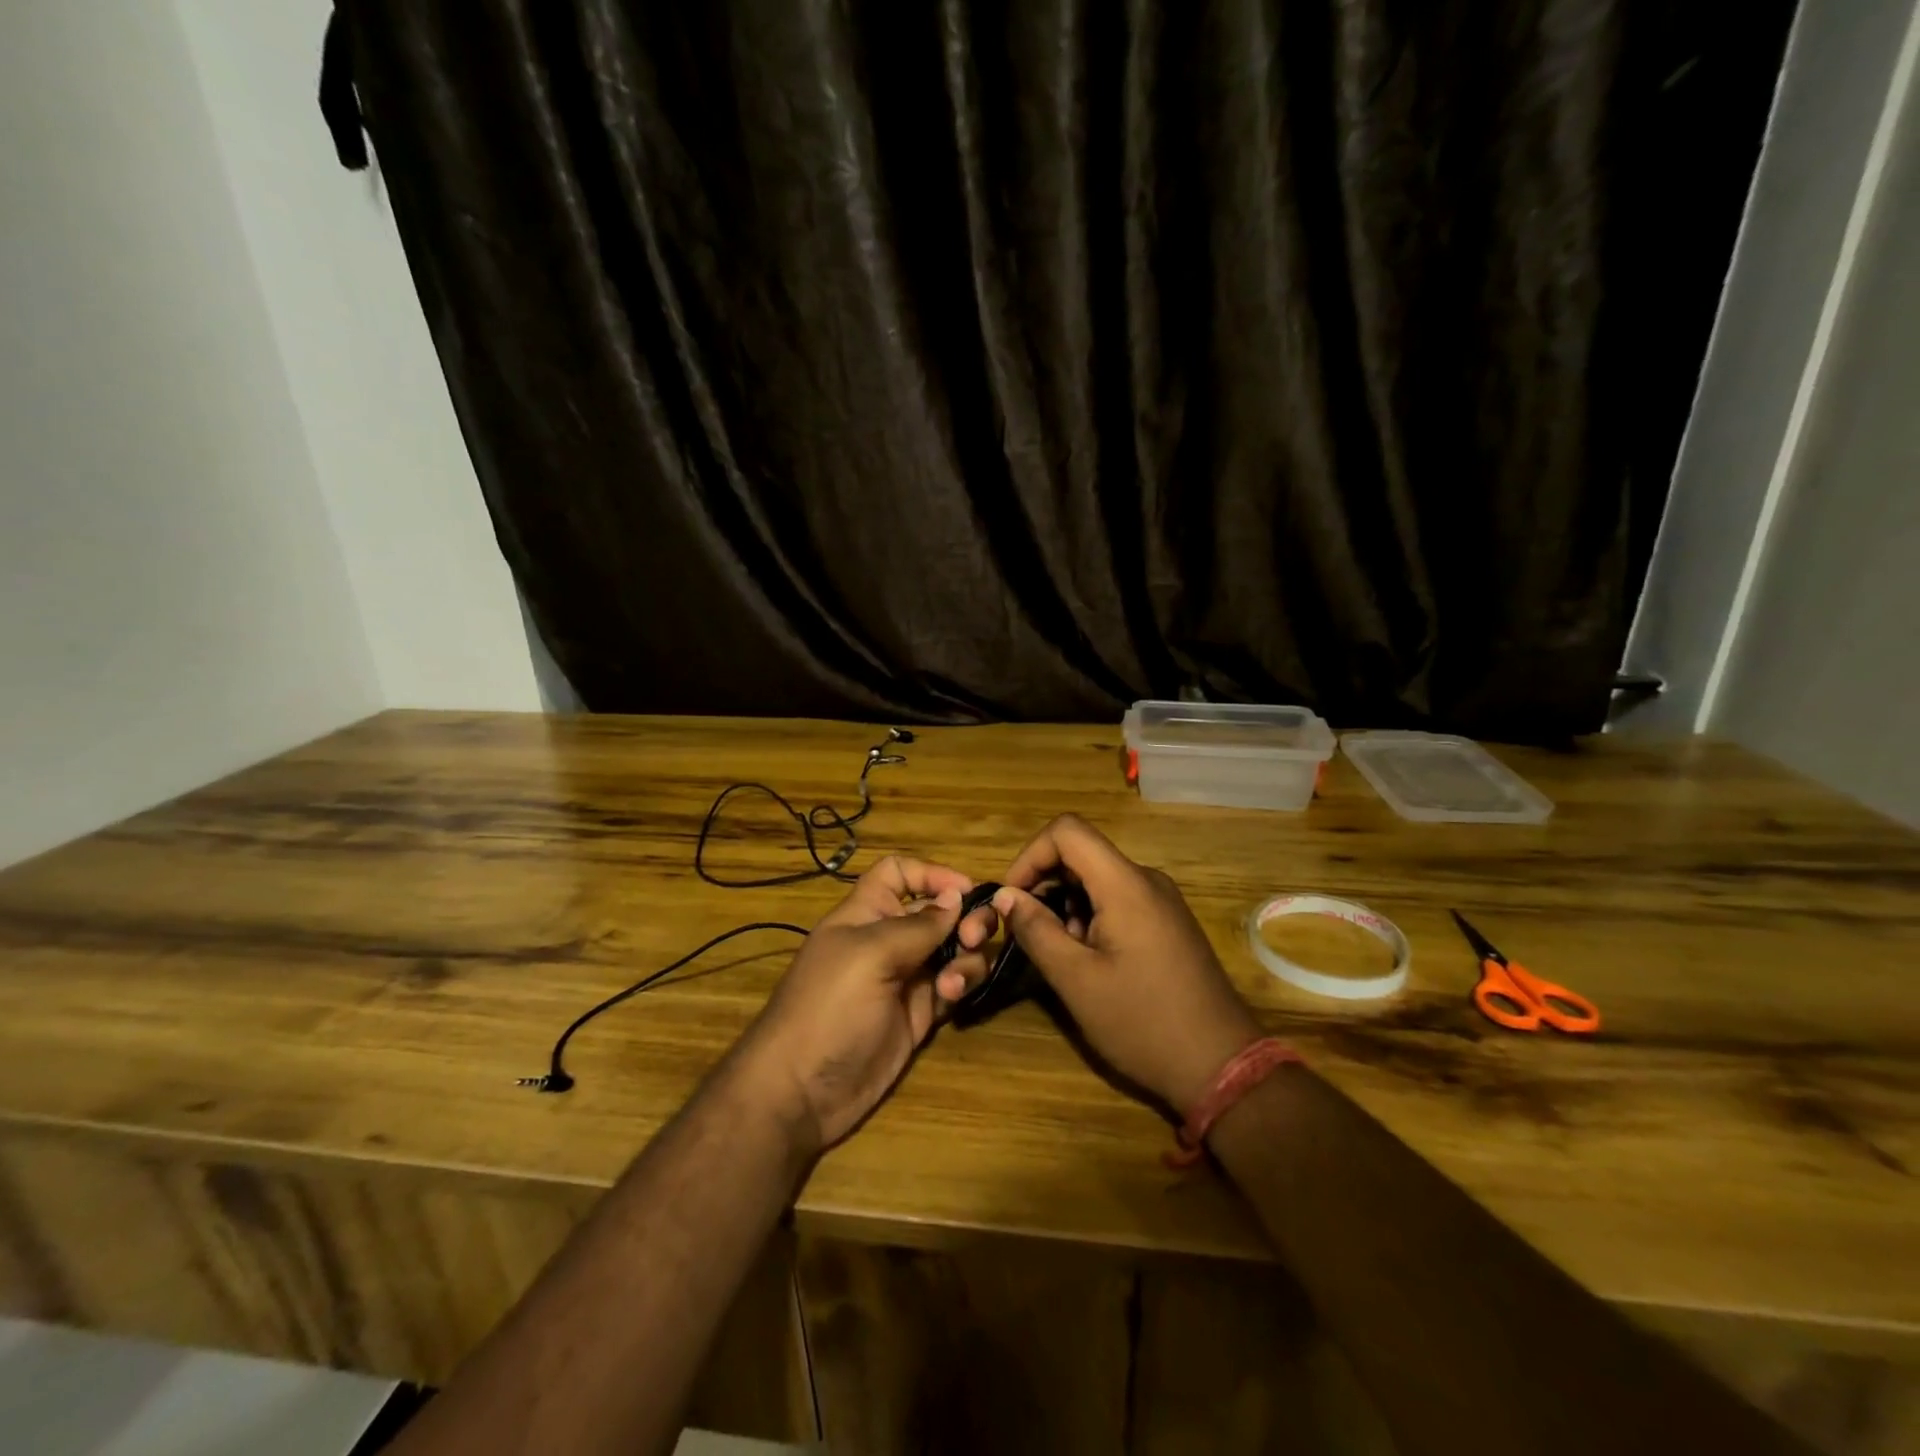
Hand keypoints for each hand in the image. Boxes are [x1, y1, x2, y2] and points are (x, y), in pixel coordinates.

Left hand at [737, 855, 996, 1152]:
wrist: (802, 1091)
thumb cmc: (829, 1006)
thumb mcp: (870, 954)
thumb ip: (918, 925)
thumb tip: (957, 896)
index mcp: (867, 913)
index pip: (899, 874)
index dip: (931, 873)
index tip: (965, 890)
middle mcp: (889, 939)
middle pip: (937, 910)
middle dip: (964, 916)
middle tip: (974, 935)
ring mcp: (907, 977)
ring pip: (953, 948)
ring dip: (966, 954)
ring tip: (954, 978)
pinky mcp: (920, 1013)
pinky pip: (954, 984)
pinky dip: (961, 982)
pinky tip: (952, 995)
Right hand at [993, 815, 1259, 1115]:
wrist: (1222, 1066)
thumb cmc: (1143, 1022)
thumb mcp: (1076, 980)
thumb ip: (1036, 930)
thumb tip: (1005, 896)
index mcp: (1125, 884)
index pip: (1067, 831)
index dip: (1030, 855)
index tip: (1012, 899)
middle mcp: (1146, 880)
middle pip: (1081, 853)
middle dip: (1045, 885)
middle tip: (1029, 933)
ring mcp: (1161, 901)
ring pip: (1097, 879)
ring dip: (1066, 905)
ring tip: (1063, 956)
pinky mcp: (1167, 922)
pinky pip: (1118, 899)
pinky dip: (1091, 917)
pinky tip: (1091, 961)